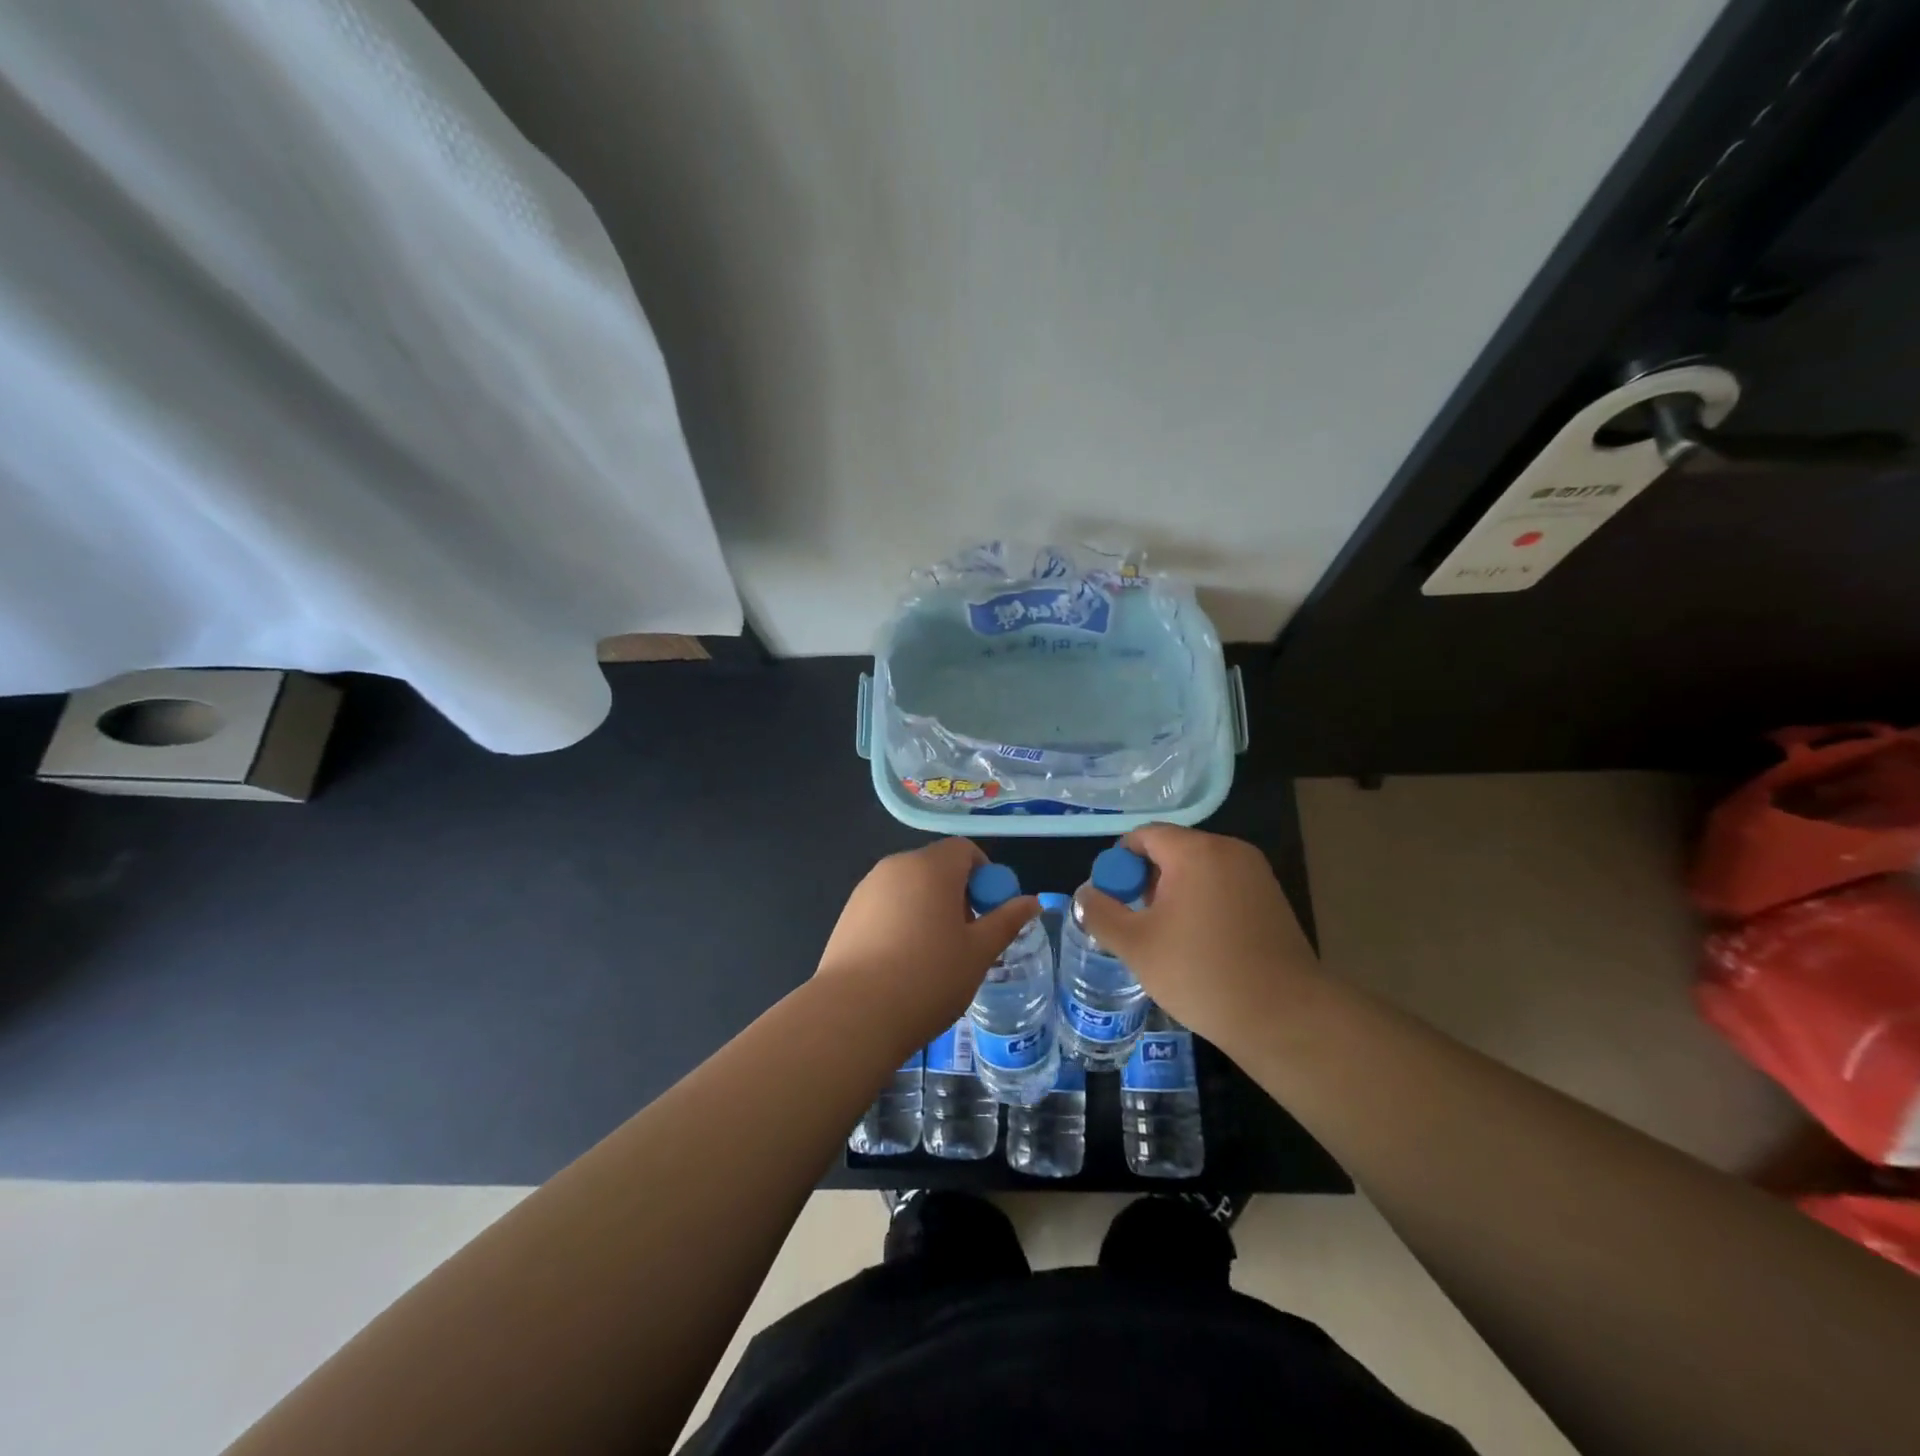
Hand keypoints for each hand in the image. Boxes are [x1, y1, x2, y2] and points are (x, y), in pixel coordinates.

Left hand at [815, 838, 1040, 1046]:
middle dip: (958, 894)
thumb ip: (1007, 921)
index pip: (965, 850)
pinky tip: (902, 964)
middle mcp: (896, 866)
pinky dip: (901, 922)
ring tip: (934, 956)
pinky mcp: (847, 914)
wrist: (854, 1015)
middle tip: (967, 938)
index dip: (985, 876)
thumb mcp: (979, 952)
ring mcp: (866, 889)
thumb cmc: (928, 978)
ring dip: (929, 908)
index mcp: (931, 867)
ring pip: (910, 888)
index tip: (990, 913)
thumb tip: (1032, 901)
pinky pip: (886, 906)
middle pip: (936, 867)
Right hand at [1071, 825, 1319, 1051]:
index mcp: (1196, 851)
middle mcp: (1229, 850)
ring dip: (1173, 895)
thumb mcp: (1136, 945)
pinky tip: (1199, 946)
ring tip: (1165, 939)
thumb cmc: (1202, 974)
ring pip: (1198, 871)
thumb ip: (1100, 913)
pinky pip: (1223, 888)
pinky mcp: (1272, 900)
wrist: (1286, 1018)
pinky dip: (1202, 905)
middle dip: (1146, 881)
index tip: (1112, 901)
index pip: (1144, 836)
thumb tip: (1085, 894)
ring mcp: (1256, 874)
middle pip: (1172, 850)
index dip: (1119, 864)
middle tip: (1136, 924)